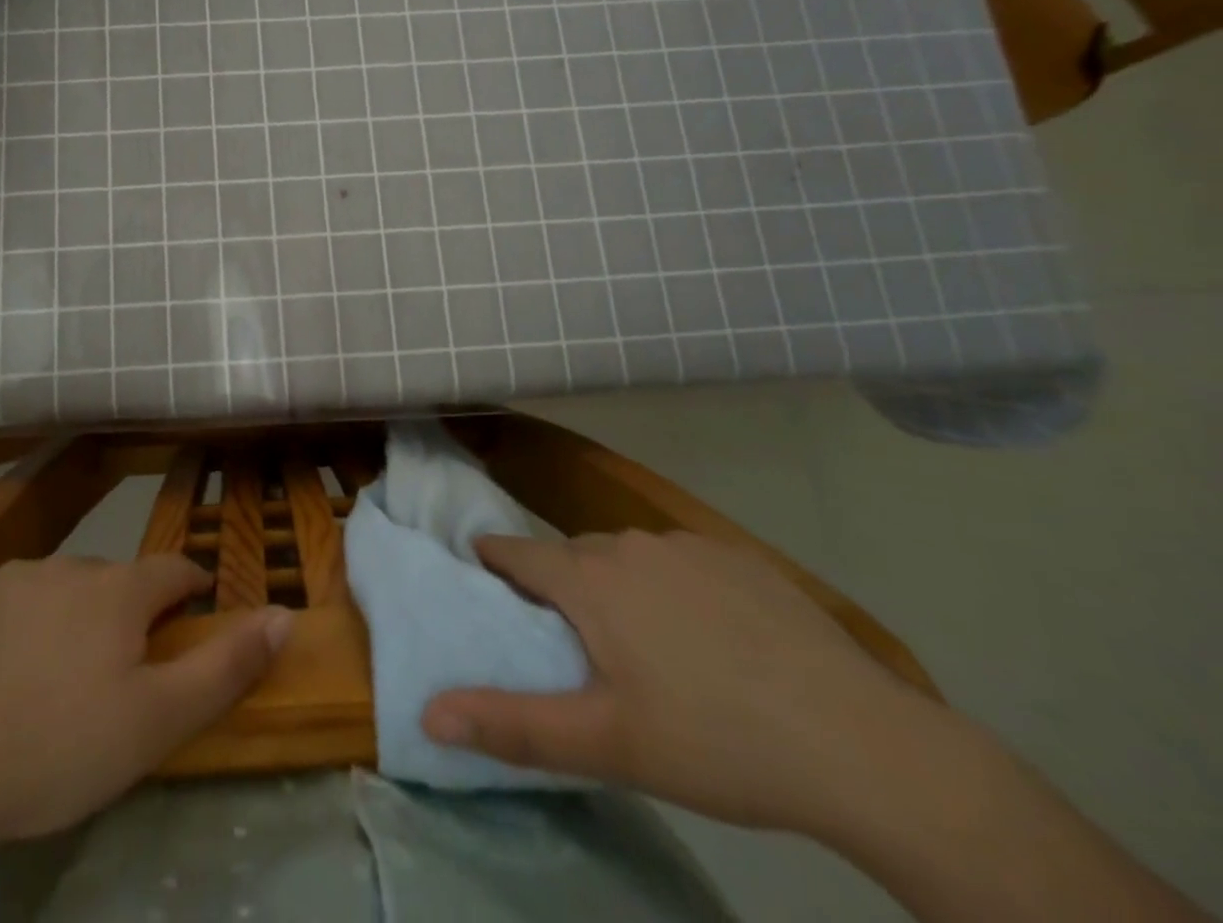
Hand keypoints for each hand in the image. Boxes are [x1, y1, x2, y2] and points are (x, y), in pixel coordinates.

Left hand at [0, 554, 291, 845]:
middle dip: (123, 613)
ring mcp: (13, 576)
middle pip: (113, 582)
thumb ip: (225, 665)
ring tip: (49, 677)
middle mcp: (71, 567)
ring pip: (58, 589)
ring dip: (66, 617)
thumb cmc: (60, 746)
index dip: (188, 589)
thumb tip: (283, 614)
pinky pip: (5, 600)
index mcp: (120, 590)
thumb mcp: (158, 721)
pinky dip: (13, 624)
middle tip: (112, 671)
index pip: (173, 571)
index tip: (189, 612)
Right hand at [422, 530, 937, 836]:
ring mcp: (687, 545)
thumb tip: (429, 713)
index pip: (516, 553)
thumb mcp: (606, 746)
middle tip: (571, 642)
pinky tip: (710, 638)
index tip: (480, 573)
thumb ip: (512, 725)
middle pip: (572, 557)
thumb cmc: (716, 743)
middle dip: (559, 587)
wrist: (862, 744)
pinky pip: (679, 562)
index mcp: (589, 580)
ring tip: (643, 646)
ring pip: (626, 557)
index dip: (492, 561)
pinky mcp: (738, 557)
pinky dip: (672, 587)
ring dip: (616, 586)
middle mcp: (628, 545)